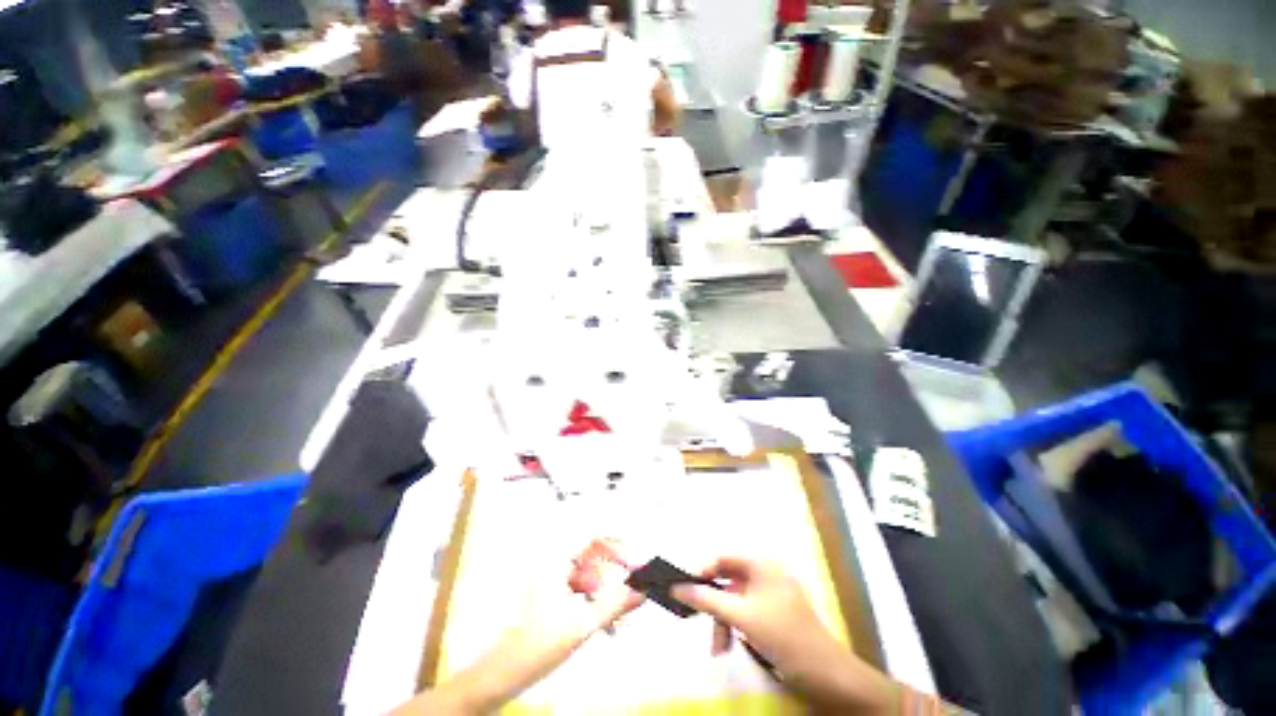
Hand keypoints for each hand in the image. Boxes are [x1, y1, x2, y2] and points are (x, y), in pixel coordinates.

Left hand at [393, 542, 642, 714]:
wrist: (499, 676)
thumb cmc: (534, 646)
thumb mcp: (582, 624)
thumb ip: (615, 604)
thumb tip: (642, 590)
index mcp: (554, 558)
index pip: (591, 532)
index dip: (616, 539)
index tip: (633, 554)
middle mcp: (551, 561)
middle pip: (591, 554)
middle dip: (613, 573)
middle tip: (632, 588)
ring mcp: (549, 577)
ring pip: (587, 573)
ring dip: (604, 592)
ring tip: (620, 617)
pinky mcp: (549, 592)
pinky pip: (578, 588)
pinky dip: (593, 602)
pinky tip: (606, 625)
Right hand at [671, 557, 896, 712]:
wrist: (827, 676)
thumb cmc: (783, 636)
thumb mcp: (741, 616)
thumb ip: (707, 599)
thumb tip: (677, 587)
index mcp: (761, 564)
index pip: (721, 558)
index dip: (700, 572)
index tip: (682, 589)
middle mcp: (765, 573)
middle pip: (726, 580)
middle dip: (712, 604)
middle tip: (695, 620)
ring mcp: (770, 594)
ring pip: (734, 600)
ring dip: (723, 622)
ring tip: (718, 649)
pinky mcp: (774, 613)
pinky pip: (745, 612)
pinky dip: (735, 627)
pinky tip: (731, 645)